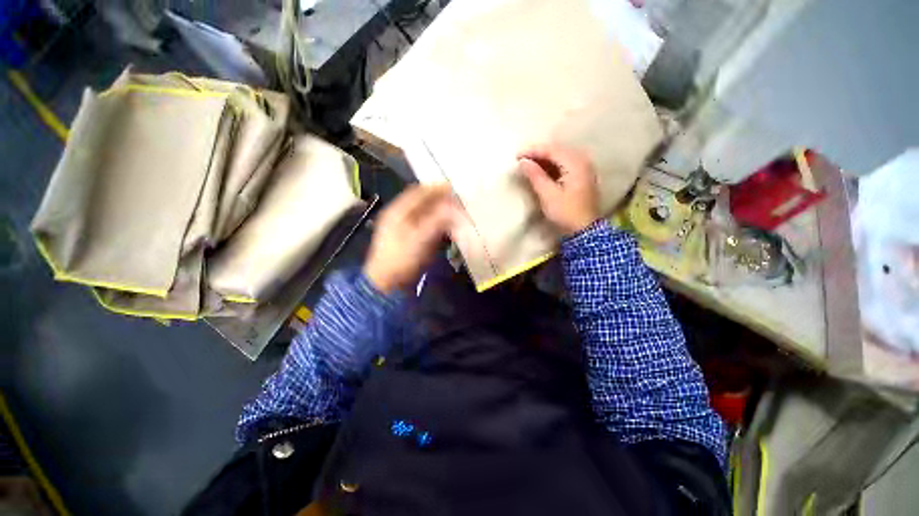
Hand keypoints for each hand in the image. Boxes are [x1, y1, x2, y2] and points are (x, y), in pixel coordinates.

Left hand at [364, 185, 456, 293]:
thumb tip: (453, 207)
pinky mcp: (410, 237)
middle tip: (457, 201)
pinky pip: (426, 223)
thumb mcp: (419, 239)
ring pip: (425, 212)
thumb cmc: (401, 258)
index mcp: (398, 210)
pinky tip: (447, 225)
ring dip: (440, 210)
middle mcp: (400, 214)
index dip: (436, 188)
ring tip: (455, 212)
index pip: (418, 192)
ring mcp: (405, 226)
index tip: (453, 189)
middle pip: (422, 201)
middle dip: (440, 199)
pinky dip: (437, 222)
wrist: (387, 281)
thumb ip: (436, 221)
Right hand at [518, 143, 599, 235]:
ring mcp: (584, 169)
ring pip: (562, 156)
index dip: (533, 151)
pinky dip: (552, 165)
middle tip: (522, 159)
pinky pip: (565, 164)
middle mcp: (583, 161)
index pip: (552, 150)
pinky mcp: (582, 177)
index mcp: (576, 164)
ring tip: (529, 164)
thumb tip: (523, 162)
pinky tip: (542, 170)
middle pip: (558, 150)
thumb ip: (535, 176)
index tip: (517, 156)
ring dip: (545, 159)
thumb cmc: (565, 213)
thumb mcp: (548, 195)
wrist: (584, 230)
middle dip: (539, 153)